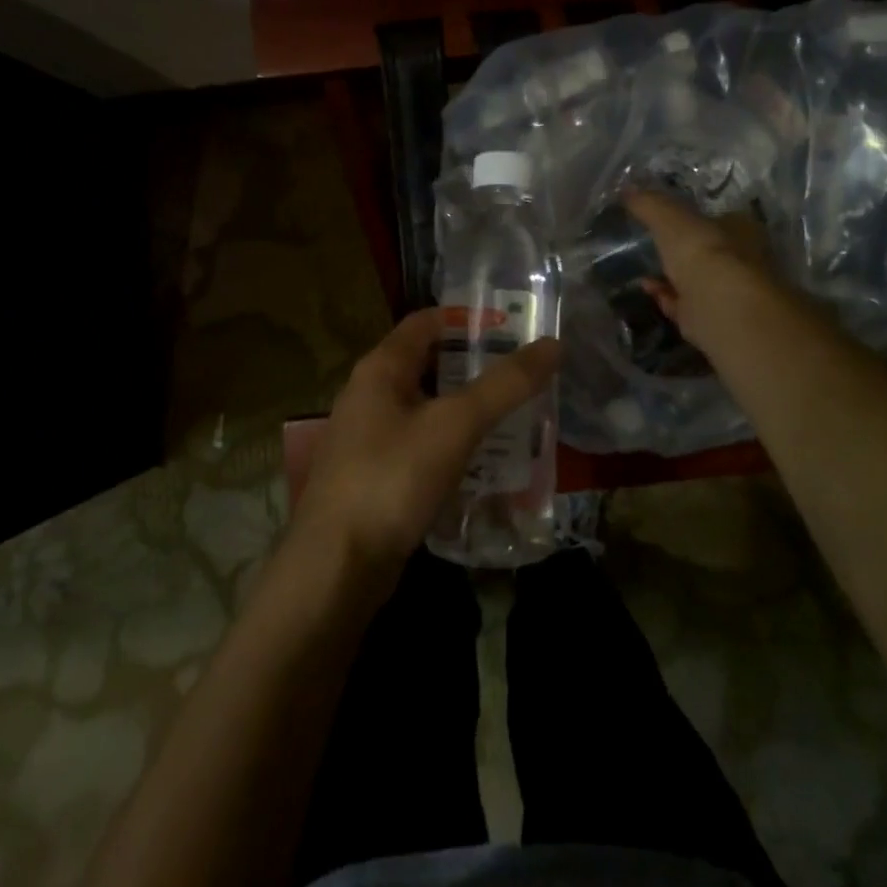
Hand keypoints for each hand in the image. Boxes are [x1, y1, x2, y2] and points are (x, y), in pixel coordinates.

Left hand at [291, 309, 560, 596]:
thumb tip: (551, 345)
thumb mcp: (455, 425)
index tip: (513, 326)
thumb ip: (504, 385)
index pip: (427, 321)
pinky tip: (486, 462)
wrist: (335, 569)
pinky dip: (453, 445)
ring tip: (516, 415)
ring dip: (467, 408)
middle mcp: (370, 395)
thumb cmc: (392, 479)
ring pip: (427, 408)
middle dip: (475, 366)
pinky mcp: (376, 477)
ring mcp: (370, 439)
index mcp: (380, 368)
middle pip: (429, 364)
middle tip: (524, 373)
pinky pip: (422, 446)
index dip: (468, 318)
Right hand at [623, 191, 778, 351]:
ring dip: (670, 277)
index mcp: (742, 229)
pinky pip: (686, 306)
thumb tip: (627, 189)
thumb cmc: (703, 251)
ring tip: (643, 271)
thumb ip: (649, 204)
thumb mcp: (669, 218)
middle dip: (681, 252)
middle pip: (709, 252)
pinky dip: (666, 298)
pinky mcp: (715, 319)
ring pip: (696, 281)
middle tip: (652, 247)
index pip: (719, 218)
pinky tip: (648, 290)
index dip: (694, 219)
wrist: (722, 307)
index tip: (667, 221)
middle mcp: (744, 260)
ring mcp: (730, 293)